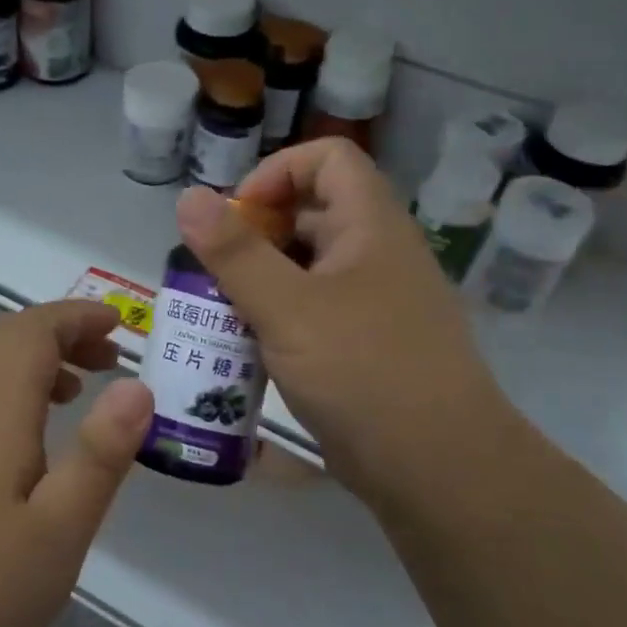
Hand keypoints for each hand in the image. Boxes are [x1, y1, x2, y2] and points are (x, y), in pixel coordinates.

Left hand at [0, 301, 153, 626]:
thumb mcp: (62, 528)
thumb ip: (101, 452)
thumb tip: (137, 385)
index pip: (35, 329)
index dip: (79, 317)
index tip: (120, 325)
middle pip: (6, 338)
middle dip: (61, 336)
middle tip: (108, 361)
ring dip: (30, 361)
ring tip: (73, 393)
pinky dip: (1, 387)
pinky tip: (19, 438)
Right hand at [176, 138, 518, 517]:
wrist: (437, 468)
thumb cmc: (364, 372)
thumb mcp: (287, 308)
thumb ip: (235, 252)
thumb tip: (189, 197)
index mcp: (370, 225)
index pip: (326, 158)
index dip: (276, 173)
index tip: (236, 218)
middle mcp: (376, 253)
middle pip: (311, 211)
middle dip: (255, 233)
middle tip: (213, 272)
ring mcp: (373, 301)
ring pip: (307, 266)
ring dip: (260, 279)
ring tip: (220, 311)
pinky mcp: (364, 343)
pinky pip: (313, 309)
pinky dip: (277, 315)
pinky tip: (248, 347)